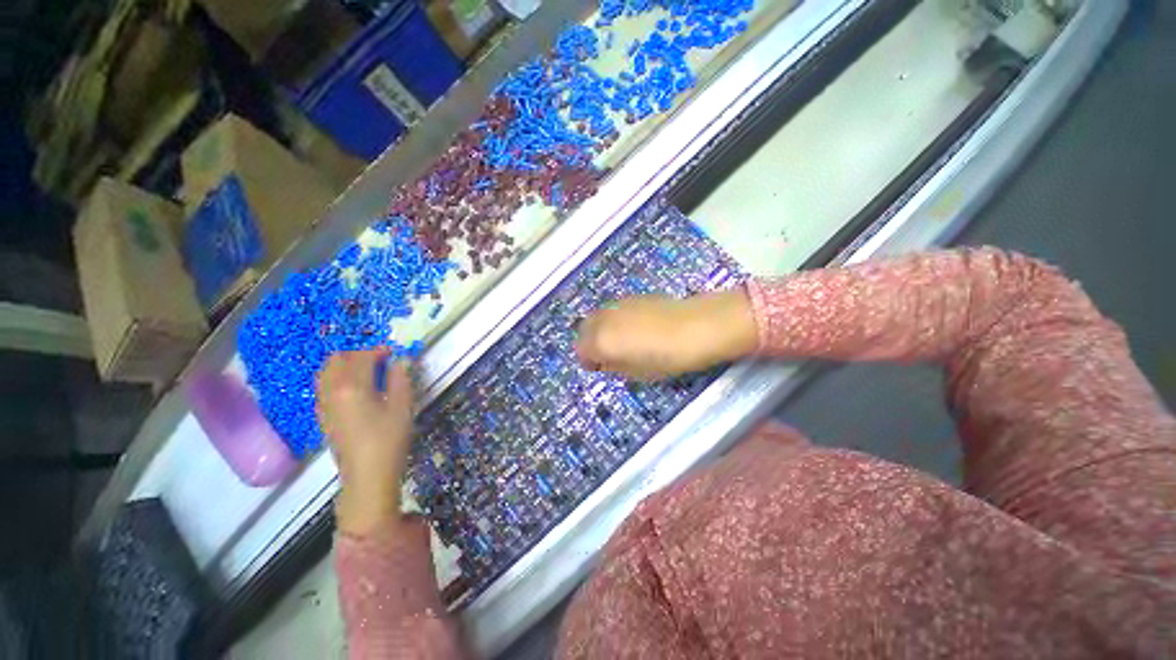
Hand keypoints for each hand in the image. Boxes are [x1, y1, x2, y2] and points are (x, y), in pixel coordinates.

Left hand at [316, 349, 414, 535]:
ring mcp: (323, 405)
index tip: (393, 352)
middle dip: (357, 354)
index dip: (378, 350)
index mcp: (352, 386)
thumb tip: (400, 360)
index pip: (361, 356)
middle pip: (336, 360)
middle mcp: (331, 391)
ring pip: (326, 373)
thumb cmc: (389, 440)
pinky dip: (336, 379)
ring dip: (344, 365)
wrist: (367, 476)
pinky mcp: (323, 417)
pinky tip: (354, 389)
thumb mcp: (402, 406)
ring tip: (366, 371)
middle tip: (379, 360)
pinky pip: (324, 387)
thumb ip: (400, 379)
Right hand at [575, 289, 758, 380]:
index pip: (581, 350)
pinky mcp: (634, 297)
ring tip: (621, 340)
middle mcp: (604, 319)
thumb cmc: (667, 358)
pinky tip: (636, 327)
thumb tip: (605, 361)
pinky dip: (615, 319)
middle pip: (585, 328)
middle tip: (606, 353)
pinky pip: (615, 309)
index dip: (588, 360)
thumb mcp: (638, 373)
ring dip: (602, 329)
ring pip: (598, 316)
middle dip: (590, 342)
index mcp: (601, 341)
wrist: (697, 327)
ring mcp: (618, 304)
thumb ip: (615, 366)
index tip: (599, 367)